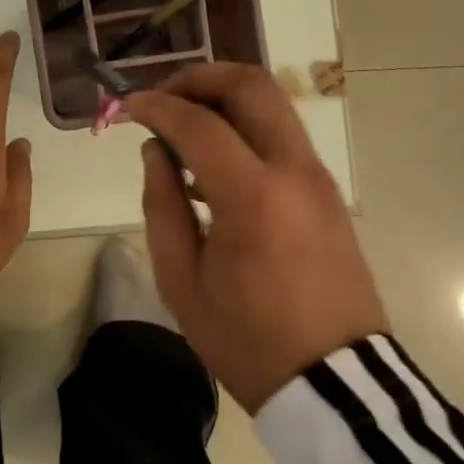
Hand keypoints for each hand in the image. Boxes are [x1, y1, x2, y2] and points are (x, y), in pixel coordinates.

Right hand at [126, 63, 387, 412]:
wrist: (337, 385)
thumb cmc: (247, 340)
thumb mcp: (182, 281)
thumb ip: (161, 203)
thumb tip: (156, 150)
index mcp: (253, 196)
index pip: (198, 123)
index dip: (156, 106)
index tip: (126, 106)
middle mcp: (292, 170)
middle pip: (250, 84)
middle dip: (199, 78)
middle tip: (163, 99)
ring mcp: (317, 176)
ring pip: (272, 101)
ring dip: (224, 97)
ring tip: (184, 125)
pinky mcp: (327, 189)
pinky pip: (282, 133)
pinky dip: (245, 123)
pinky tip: (215, 159)